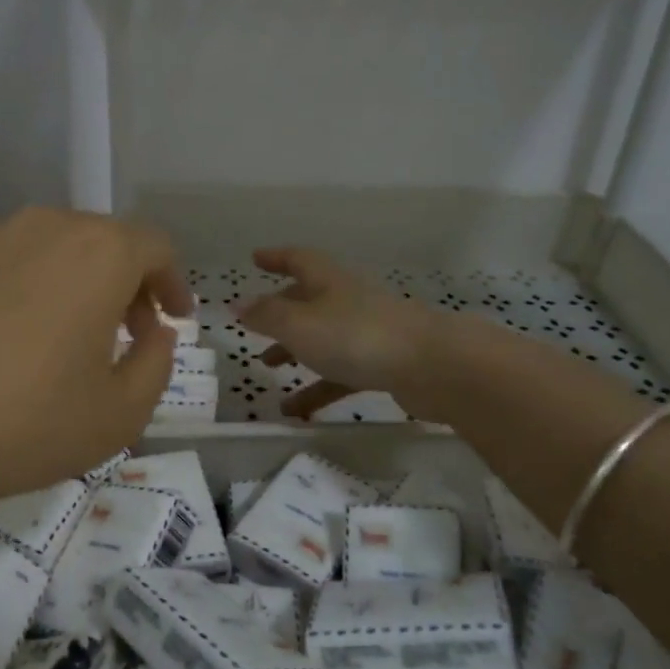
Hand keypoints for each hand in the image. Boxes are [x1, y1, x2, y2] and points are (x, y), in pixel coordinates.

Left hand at [0, 208, 191, 511]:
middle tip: (126, 334)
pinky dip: (20, 287)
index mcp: (98, 253)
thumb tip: (153, 333)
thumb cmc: (26, 423)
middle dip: (125, 283)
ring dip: (72, 282)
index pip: (154, 246)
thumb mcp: (121, 413)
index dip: (172, 282)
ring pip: (49, 247)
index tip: (173, 320)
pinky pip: (1, 262)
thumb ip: (157, 363)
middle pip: (102, 240)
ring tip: (62, 335)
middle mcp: (43, 226)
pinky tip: (3, 336)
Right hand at [237, 248, 449, 419]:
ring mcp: (367, 331)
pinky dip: (317, 388)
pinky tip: (296, 411)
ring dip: (294, 350)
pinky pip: (340, 373)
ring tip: (267, 367)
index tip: (255, 258)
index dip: (275, 257)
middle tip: (255, 324)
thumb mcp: (299, 325)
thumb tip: (237, 303)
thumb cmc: (356, 336)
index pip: (297, 259)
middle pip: (308, 299)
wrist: (432, 366)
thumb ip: (265, 316)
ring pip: (322, 337)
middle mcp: (347, 299)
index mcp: (328, 281)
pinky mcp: (382, 363)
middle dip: (280, 310)